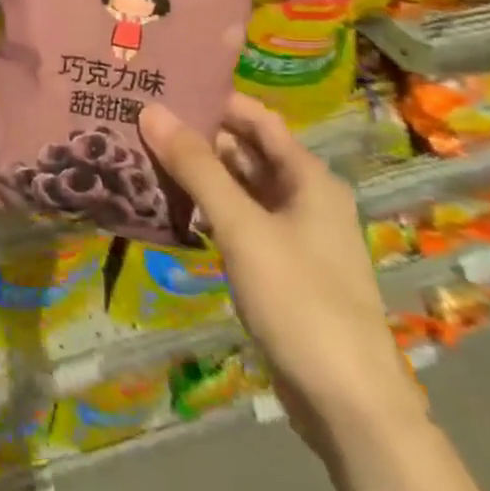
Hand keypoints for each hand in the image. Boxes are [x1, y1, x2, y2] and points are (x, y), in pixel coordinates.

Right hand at [140, 93, 424, 458]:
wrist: (349, 405)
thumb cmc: (301, 300)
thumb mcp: (242, 227)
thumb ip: (196, 167)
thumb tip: (152, 109)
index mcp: (308, 179)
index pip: (256, 118)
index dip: (214, 98)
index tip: (164, 85)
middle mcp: (303, 198)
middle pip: (245, 150)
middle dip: (196, 134)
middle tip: (140, 117)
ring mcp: (292, 235)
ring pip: (238, 187)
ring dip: (197, 172)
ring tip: (141, 152)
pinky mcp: (278, 267)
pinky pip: (236, 220)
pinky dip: (205, 207)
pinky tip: (167, 204)